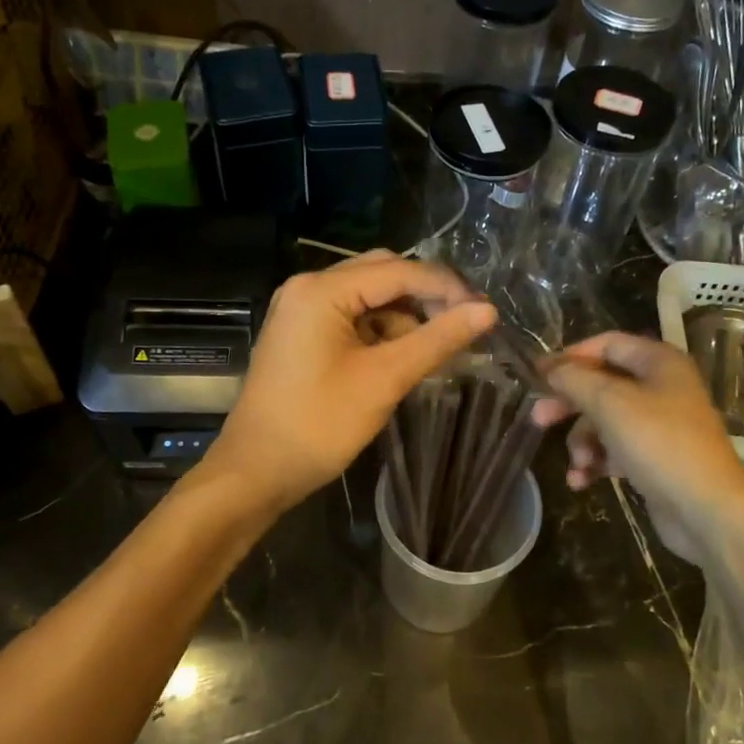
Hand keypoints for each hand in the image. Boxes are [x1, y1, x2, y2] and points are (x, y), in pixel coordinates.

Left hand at [201, 251, 495, 511]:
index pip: (399, 271)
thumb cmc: (318, 425)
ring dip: (404, 315)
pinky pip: (351, 317)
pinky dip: (381, 330)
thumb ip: (437, 340)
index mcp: (321, 290)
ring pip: (368, 296)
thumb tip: (487, 311)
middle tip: (464, 325)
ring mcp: (301, 309)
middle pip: (381, 274)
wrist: (255, 472)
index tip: (486, 311)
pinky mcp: (301, 333)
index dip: (446, 287)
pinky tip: (404, 355)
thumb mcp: (384, 379)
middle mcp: (308, 287)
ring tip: (438, 347)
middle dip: (425, 296)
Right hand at [531, 332, 743, 564]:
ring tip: (579, 463)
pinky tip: (582, 481)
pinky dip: (597, 462)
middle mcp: (661, 387)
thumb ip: (574, 379)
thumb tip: (551, 369)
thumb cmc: (659, 443)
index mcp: (658, 362)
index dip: (571, 356)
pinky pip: (615, 450)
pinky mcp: (655, 459)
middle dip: (569, 405)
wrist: (707, 511)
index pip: (606, 344)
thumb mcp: (609, 403)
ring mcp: (660, 425)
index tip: (539, 375)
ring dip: (582, 441)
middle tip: (538, 418)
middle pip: (601, 385)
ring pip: (604, 421)